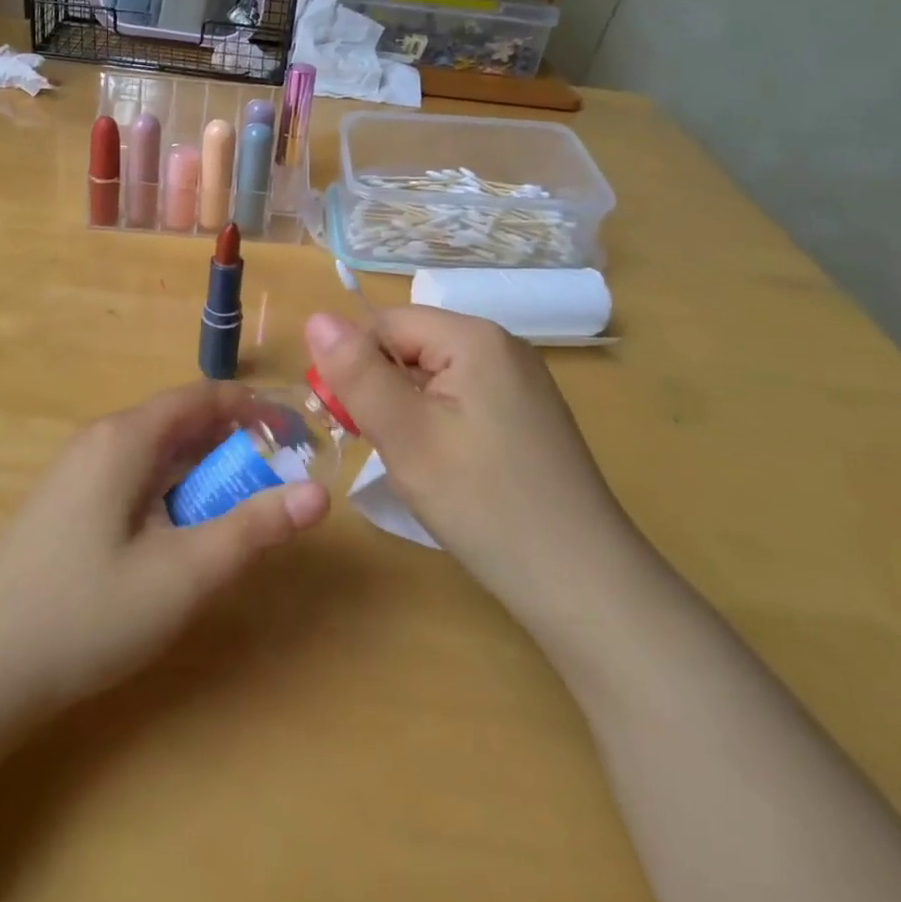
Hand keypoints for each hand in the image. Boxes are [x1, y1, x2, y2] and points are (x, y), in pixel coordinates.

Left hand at [0, 380, 328, 726]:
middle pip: (178, 421)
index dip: (254, 408)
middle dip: (231, 444)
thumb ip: (253, 529)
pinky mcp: (63, 504)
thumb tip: (319, 495)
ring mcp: (74, 472)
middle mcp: (98, 440)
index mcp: (125, 438)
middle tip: (272, 483)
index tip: (295, 436)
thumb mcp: (183, 574)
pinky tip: (175, 536)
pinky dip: (168, 490)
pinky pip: (130, 476)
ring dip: (200, 471)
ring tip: (233, 512)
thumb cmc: (85, 614)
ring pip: (154, 452)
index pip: (202, 396)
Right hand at [305, 308, 637, 624]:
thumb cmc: (485, 504)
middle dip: (383, 390)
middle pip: (412, 347)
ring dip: (408, 411)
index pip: (387, 324)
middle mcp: (502, 346)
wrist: (584, 585)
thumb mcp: (406, 436)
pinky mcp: (528, 416)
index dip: (355, 365)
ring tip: (414, 464)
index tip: (345, 420)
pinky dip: (439, 426)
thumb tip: (316, 316)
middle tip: (382, 449)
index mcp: (475, 336)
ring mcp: (521, 382)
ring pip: (435, 377)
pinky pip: (463, 400)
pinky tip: (446, 469)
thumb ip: (357, 374)